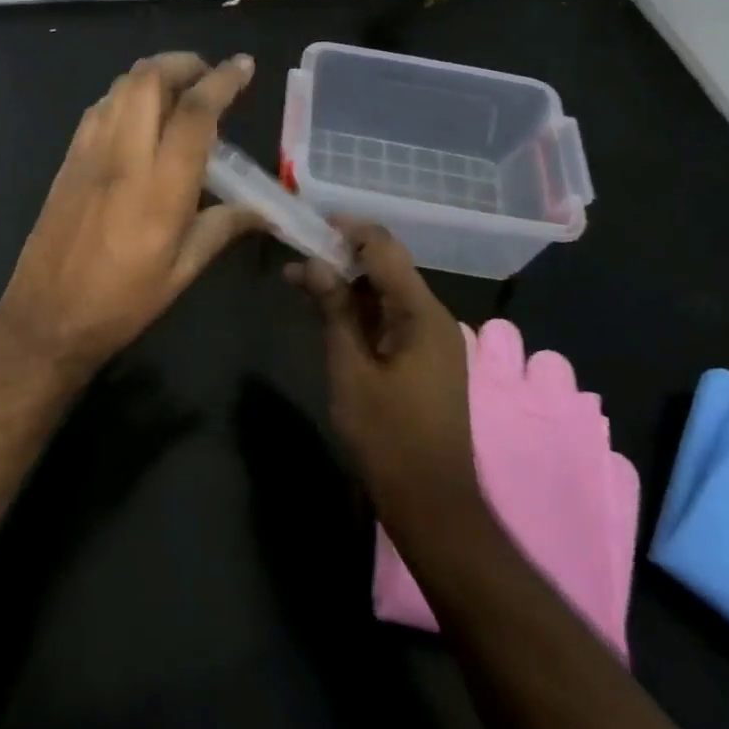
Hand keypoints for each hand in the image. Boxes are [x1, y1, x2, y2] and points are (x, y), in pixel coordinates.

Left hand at [0, 52, 260, 375]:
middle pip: (149, 79)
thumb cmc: (122, 302)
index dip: (223, 80)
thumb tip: (264, 211)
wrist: (46, 318)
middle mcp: (124, 156)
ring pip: (120, 86)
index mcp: (161, 187)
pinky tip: (138, 117)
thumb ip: (223, 228)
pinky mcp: (68, 159)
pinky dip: (125, 96)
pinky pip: (99, 108)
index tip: (244, 65)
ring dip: (153, 75)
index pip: (195, 112)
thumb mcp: (182, 271)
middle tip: (207, 76)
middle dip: (183, 63)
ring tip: (177, 92)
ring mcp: (90, 153)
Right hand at [285, 225, 484, 540]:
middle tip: (296, 259)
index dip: (348, 229)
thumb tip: (313, 263)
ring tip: (301, 284)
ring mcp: (432, 339)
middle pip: (386, 267)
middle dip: (341, 256)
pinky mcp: (425, 359)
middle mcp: (432, 316)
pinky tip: (329, 314)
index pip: (384, 247)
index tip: (309, 223)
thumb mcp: (350, 370)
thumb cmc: (388, 438)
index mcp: (420, 313)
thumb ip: (334, 311)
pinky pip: (391, 317)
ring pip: (386, 292)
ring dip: (347, 284)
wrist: (432, 504)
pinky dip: (360, 310)